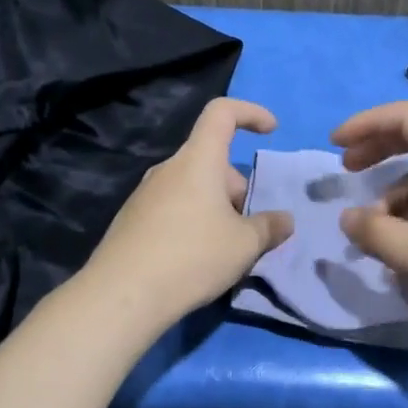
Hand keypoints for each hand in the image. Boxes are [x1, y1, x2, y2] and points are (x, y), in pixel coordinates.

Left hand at [85, 98, 294, 326]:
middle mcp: (168, 169)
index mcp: (198, 160)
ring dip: (217, 208)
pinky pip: (174, 208)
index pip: (221, 113)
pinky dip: (194, 222)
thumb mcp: (245, 245)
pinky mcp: (132, 221)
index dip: (250, 112)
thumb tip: (284, 220)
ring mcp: (145, 194)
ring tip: (228, 250)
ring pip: (193, 188)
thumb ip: (269, 227)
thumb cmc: (192, 256)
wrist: (122, 295)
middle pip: (211, 161)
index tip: (271, 130)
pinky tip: (197, 260)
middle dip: (238, 188)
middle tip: (251, 229)